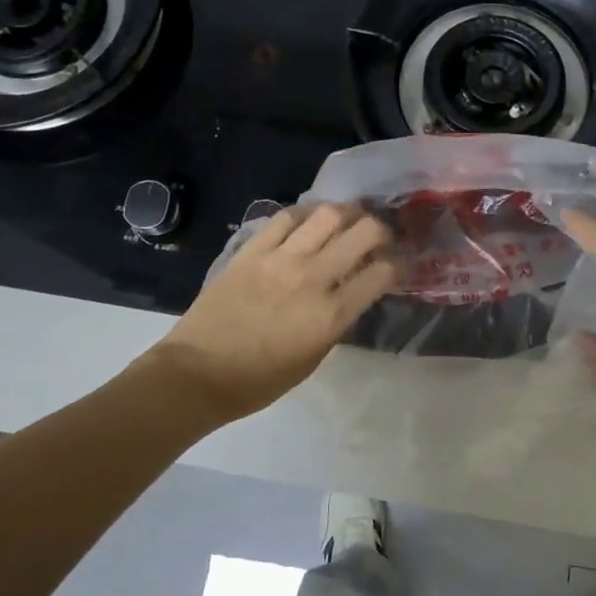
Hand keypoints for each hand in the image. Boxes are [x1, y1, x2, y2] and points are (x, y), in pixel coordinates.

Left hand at [150, 203, 397, 419]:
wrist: (197, 373)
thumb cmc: (259, 381)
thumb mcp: (312, 359)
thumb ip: (336, 324)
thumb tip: (349, 297)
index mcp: (331, 314)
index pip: (381, 274)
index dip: (397, 265)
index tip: (396, 267)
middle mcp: (312, 278)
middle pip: (362, 233)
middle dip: (380, 230)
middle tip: (378, 237)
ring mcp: (280, 259)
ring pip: (326, 215)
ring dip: (346, 213)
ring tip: (347, 220)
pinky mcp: (251, 250)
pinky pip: (285, 218)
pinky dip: (304, 215)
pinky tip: (308, 221)